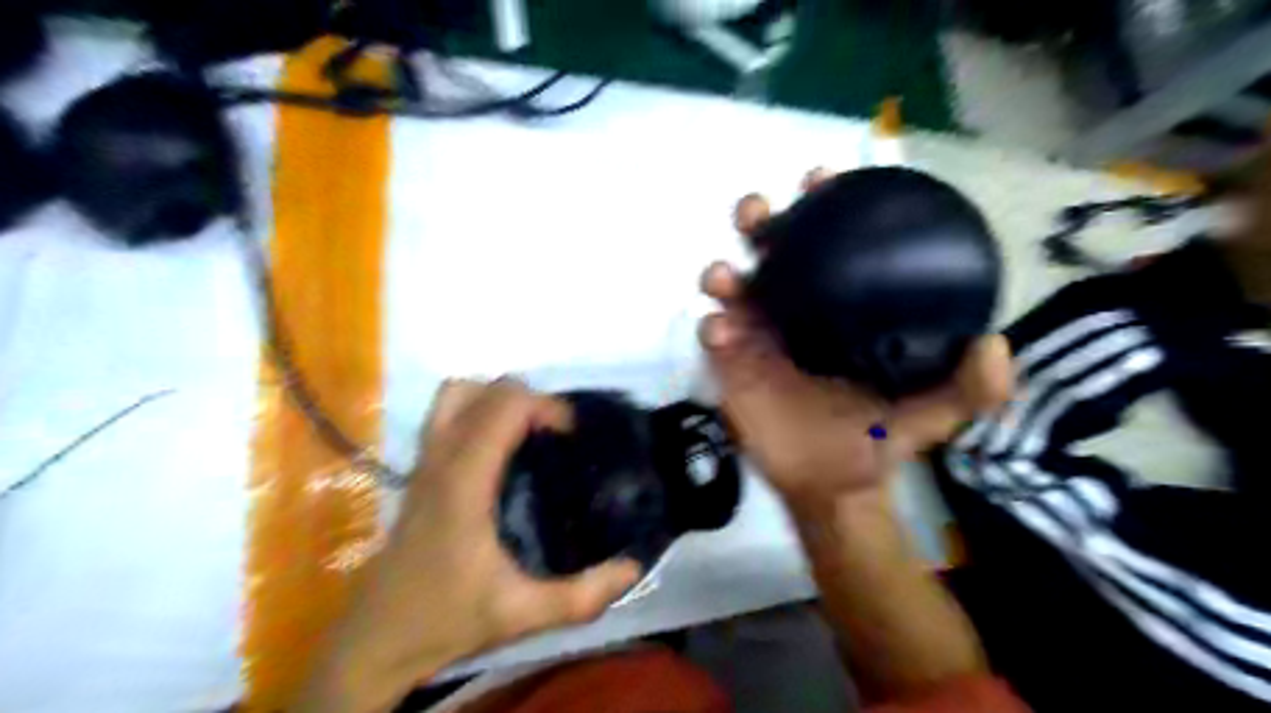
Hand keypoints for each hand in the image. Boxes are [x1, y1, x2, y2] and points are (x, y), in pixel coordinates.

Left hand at [293, 380, 640, 712]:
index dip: (546, 406)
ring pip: (456, 393)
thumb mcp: (523, 615)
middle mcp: (440, 458)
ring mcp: (424, 461)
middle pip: (484, 389)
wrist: (375, 642)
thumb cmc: (447, 620)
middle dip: (529, 400)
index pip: (505, 406)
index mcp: (465, 481)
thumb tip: (634, 568)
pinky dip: (477, 412)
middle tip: (555, 436)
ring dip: (496, 400)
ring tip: (527, 432)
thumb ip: (583, 596)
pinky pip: (446, 415)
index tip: (572, 436)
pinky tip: (499, 452)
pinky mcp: (418, 471)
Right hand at [695, 167, 1014, 502]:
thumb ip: (968, 387)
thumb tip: (994, 343)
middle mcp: (795, 310)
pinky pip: (712, 335)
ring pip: (732, 285)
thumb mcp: (931, 414)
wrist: (834, 486)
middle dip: (758, 220)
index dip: (823, 205)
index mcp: (837, 307)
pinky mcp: (731, 366)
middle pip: (769, 251)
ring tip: (730, 277)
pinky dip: (712, 327)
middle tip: (760, 213)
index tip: (823, 178)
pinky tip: (722, 332)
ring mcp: (758, 336)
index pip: (827, 245)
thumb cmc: (877, 439)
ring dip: (724, 272)